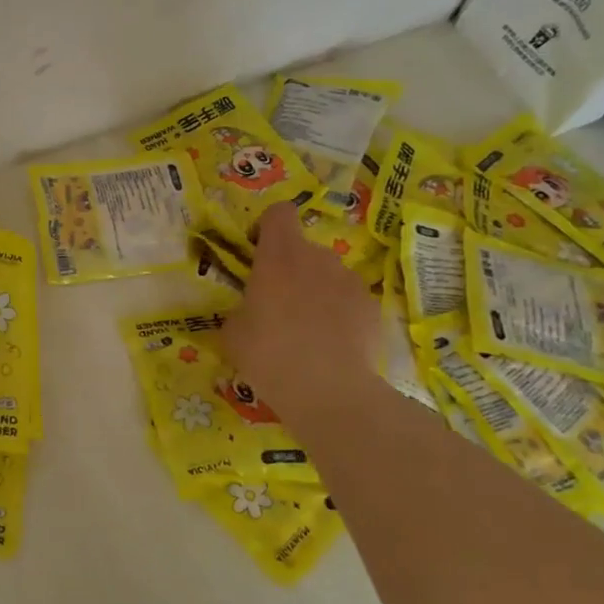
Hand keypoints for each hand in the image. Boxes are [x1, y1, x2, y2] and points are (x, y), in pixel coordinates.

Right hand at [221, 204, 381, 418]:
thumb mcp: (232, 331)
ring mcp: (349, 281)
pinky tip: (329, 343)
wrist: (328, 390)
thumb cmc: (268, 353)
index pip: (278, 212)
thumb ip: (241, 307)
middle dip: (289, 267)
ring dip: (314, 289)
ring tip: (305, 328)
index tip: (256, 253)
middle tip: (276, 303)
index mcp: (279, 255)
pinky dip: (337, 312)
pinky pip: (347, 298)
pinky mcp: (371, 306)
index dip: (266, 227)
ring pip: (326, 274)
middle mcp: (317, 257)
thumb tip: (250, 310)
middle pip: (302, 247)